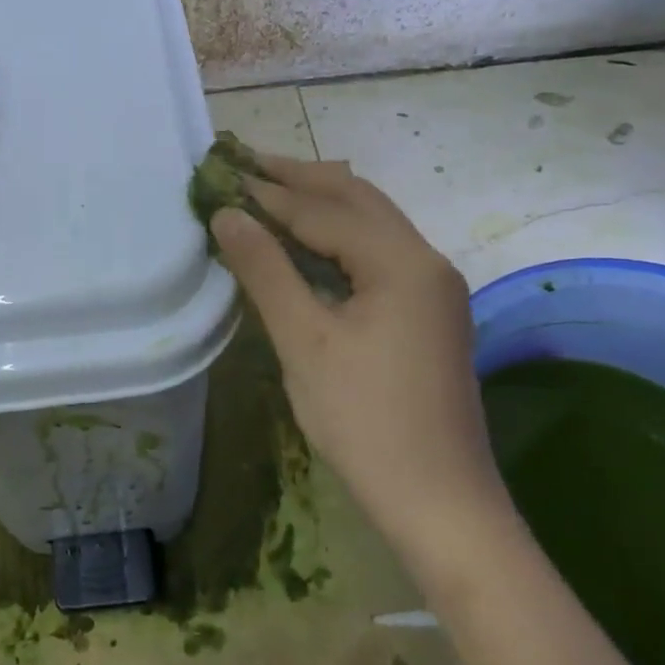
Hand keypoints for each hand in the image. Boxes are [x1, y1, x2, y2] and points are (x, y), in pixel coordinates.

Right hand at [208, 155, 506, 542]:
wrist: (439, 500)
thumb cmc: (364, 420)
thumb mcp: (304, 342)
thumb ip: (265, 270)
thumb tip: (227, 215)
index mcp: (402, 262)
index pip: (325, 210)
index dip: (270, 193)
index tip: (225, 174)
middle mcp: (427, 261)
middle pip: (358, 199)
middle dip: (302, 178)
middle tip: (248, 164)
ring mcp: (433, 288)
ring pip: (372, 224)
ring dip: (322, 204)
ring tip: (272, 191)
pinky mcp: (428, 314)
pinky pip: (378, 254)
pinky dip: (338, 237)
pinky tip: (308, 243)